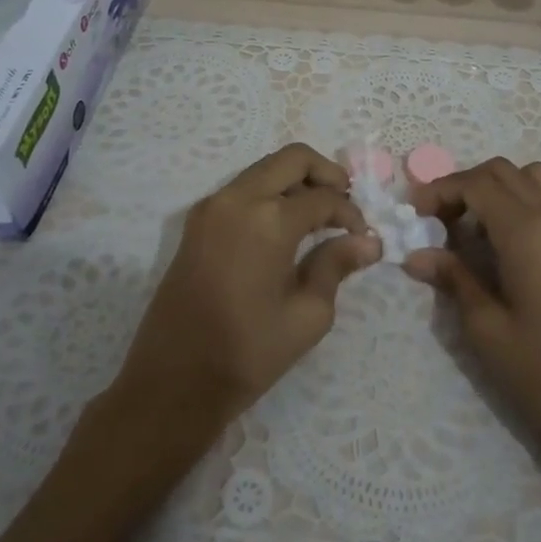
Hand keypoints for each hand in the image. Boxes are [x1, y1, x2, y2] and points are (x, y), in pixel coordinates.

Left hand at [109, 143, 379, 429]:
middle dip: (324, 173)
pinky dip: (269, 192)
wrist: (172, 382)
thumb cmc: (247, 353)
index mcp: (269, 219)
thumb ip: (336, 266)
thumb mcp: (307, 315)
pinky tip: (284, 226)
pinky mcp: (197, 221)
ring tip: (317, 215)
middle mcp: (238, 198)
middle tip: (343, 202)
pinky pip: (242, 188)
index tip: (362, 236)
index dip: (349, 213)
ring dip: (295, 180)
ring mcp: (213, 205)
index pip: (322, 197)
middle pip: (292, 159)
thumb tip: (368, 242)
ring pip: (264, 168)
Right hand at [406, 158, 540, 467]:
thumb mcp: (486, 329)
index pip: (477, 184)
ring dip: (501, 188)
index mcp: (527, 231)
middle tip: (440, 219)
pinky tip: (516, 246)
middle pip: (504, 172)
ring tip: (479, 227)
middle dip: (466, 184)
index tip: (416, 212)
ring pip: (535, 179)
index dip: (441, 190)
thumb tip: (416, 255)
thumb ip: (453, 279)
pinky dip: (529, 204)